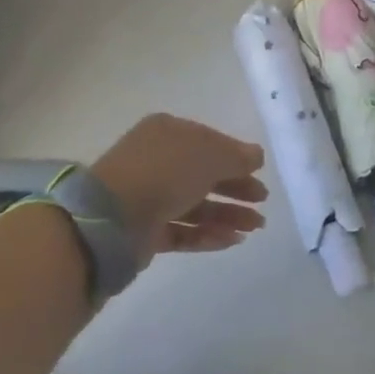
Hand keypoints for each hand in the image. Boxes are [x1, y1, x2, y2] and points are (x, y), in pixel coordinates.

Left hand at [91, 114, 267, 268]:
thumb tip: (257, 155)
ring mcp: (149, 197)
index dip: (236, 157)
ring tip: (255, 227)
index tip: (259, 172)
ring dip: (227, 214)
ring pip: (195, 205)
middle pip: (204, 174)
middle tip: (261, 201)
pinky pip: (183, 230)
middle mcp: (157, 161)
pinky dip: (208, 235)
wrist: (112, 218)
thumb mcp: (210, 155)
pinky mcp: (145, 231)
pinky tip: (232, 240)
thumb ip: (238, 156)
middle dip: (236, 188)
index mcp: (168, 133)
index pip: (209, 142)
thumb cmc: (166, 172)